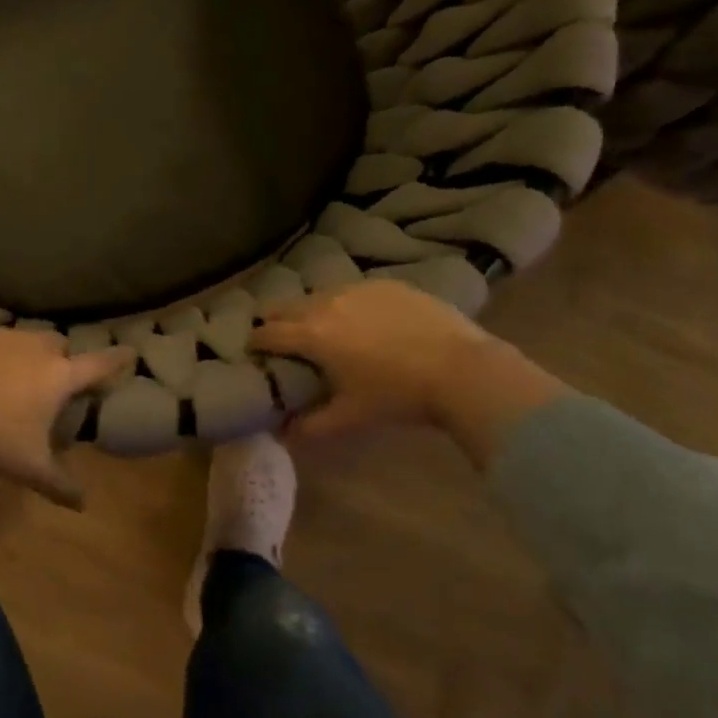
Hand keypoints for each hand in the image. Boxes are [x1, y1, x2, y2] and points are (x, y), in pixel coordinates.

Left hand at [0, 331, 135, 507]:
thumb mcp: (30, 467)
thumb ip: (59, 484)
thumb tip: (82, 504)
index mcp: (59, 376)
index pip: (97, 365)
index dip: (116, 360)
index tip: (130, 352)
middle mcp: (36, 350)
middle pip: (60, 344)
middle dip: (64, 357)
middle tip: (58, 379)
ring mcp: (4, 340)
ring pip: (28, 338)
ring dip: (32, 352)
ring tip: (22, 376)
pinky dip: (1, 355)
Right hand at [249, 281, 564, 467]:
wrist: (464, 370)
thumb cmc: (399, 396)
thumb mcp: (352, 417)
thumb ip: (311, 426)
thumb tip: (282, 434)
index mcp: (312, 335)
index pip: (267, 333)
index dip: (255, 342)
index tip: (253, 351)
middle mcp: (326, 303)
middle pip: (286, 306)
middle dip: (277, 320)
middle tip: (283, 339)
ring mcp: (357, 288)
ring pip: (319, 295)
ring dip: (312, 311)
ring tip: (326, 329)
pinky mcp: (386, 283)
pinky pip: (354, 291)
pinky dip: (348, 304)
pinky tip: (366, 322)